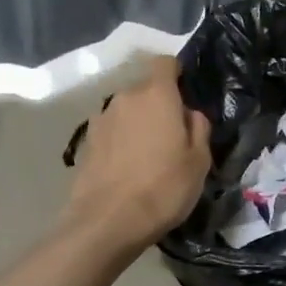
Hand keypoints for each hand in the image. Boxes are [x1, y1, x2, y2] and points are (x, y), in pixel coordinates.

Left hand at [64, 56, 211, 251]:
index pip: (165, 63)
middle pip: (146, 90)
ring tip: (148, 156)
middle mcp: (125, 97)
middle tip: (173, 136)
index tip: (186, 95)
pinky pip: (112, 131)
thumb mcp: (199, 161)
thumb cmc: (163, 188)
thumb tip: (189, 113)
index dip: (177, 74)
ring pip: (127, 111)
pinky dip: (121, 141)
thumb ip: (198, 128)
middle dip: (159, 105)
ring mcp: (101, 118)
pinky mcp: (86, 141)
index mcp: (156, 94)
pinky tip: (128, 168)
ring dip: (138, 124)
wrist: (107, 221)